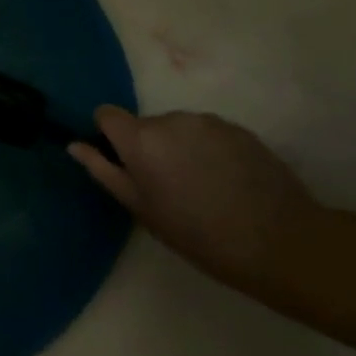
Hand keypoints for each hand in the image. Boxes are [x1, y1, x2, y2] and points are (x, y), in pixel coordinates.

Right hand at [69, 108, 324, 294]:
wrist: (279, 240)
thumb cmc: (199, 234)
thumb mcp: (143, 210)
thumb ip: (105, 172)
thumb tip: (75, 146)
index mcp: (141, 139)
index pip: (107, 114)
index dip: (109, 135)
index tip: (123, 163)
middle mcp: (170, 119)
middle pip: (145, 124)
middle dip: (149, 147)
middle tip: (167, 187)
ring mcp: (207, 121)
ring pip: (178, 129)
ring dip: (179, 148)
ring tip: (201, 187)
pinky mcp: (238, 128)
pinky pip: (208, 133)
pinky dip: (208, 150)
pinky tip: (226, 183)